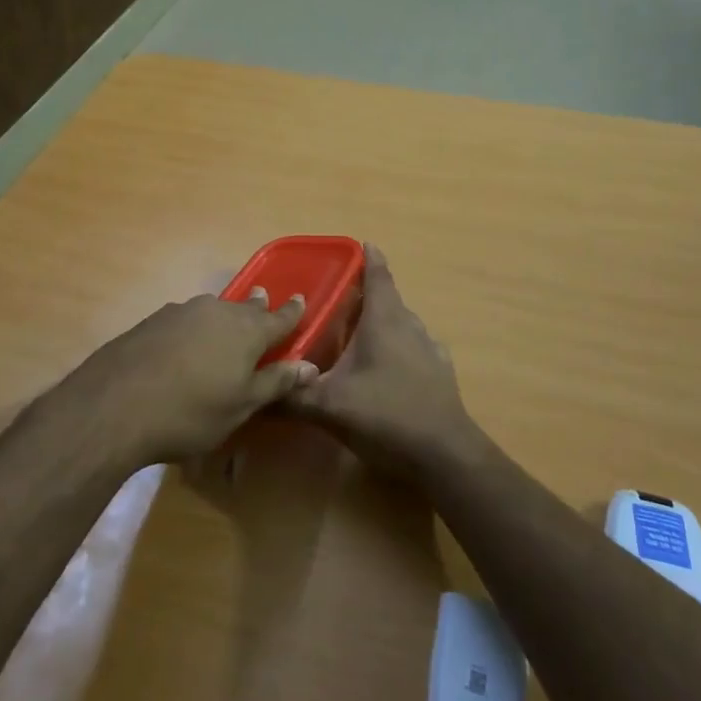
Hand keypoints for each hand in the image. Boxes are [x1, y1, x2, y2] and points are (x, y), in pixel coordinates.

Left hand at [65, 290, 319, 464]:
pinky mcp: (152, 321)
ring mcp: (182, 312)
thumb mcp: (241, 406)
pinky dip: (194, 329)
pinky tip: (184, 345)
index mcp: (247, 331)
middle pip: (244, 308)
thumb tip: (309, 366)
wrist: (115, 405)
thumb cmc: (191, 412)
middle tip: (263, 301)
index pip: (279, 318)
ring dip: (223, 317)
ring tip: (225, 326)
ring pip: (212, 310)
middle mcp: (217, 311)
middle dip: (257, 307)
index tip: (301, 300)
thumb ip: (276, 382)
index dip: (292, 312)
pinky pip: (185, 319)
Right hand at [286, 245, 478, 475]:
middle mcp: (410, 324)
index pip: (378, 274)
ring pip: (400, 324)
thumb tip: (256, 392)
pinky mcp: (440, 373)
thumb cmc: (385, 414)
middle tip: (335, 302)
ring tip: (355, 336)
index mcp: (384, 319)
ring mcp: (429, 348)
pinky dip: (397, 349)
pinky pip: (414, 348)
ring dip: (380, 324)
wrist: (444, 455)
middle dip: (364, 296)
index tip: (357, 246)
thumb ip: (292, 396)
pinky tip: (384, 370)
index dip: (368, 258)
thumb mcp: (330, 406)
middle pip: (387, 299)